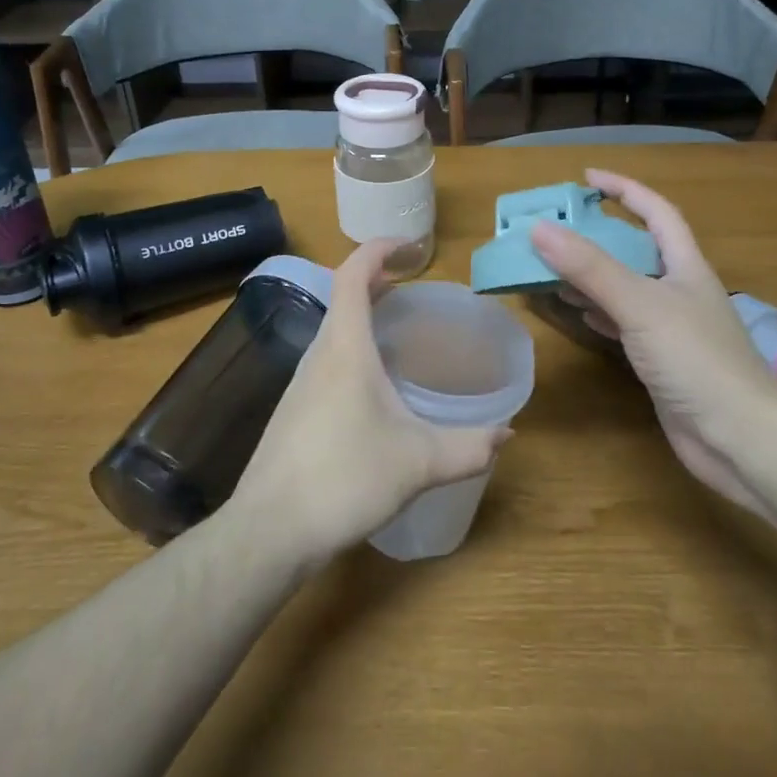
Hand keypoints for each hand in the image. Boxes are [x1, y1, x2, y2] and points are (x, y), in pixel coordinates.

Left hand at [229, 241, 511, 563]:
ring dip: (364, 314)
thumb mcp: (418, 463)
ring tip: (399, 328)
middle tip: (413, 283)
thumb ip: (468, 447)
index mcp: (345, 347)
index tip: (412, 246)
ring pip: (334, 329)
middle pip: (343, 296)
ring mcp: (301, 383)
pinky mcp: (295, 410)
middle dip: (377, 279)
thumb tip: (506, 435)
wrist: (269, 530)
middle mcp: (319, 354)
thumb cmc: (344, 479)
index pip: (354, 273)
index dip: (380, 249)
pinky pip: (328, 358)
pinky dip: (354, 347)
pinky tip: (375, 385)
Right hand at [531, 169, 776, 526]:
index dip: (624, 189)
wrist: (741, 439)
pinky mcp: (663, 361)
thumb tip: (540, 228)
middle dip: (599, 235)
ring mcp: (672, 328)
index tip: (585, 178)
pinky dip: (599, 313)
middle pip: (637, 249)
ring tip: (552, 268)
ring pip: (627, 288)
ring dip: (593, 275)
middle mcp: (680, 290)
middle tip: (556, 229)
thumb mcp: (640, 305)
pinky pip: (624, 324)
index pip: (656, 212)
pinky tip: (578, 313)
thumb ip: (590, 268)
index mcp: (686, 266)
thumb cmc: (697, 360)